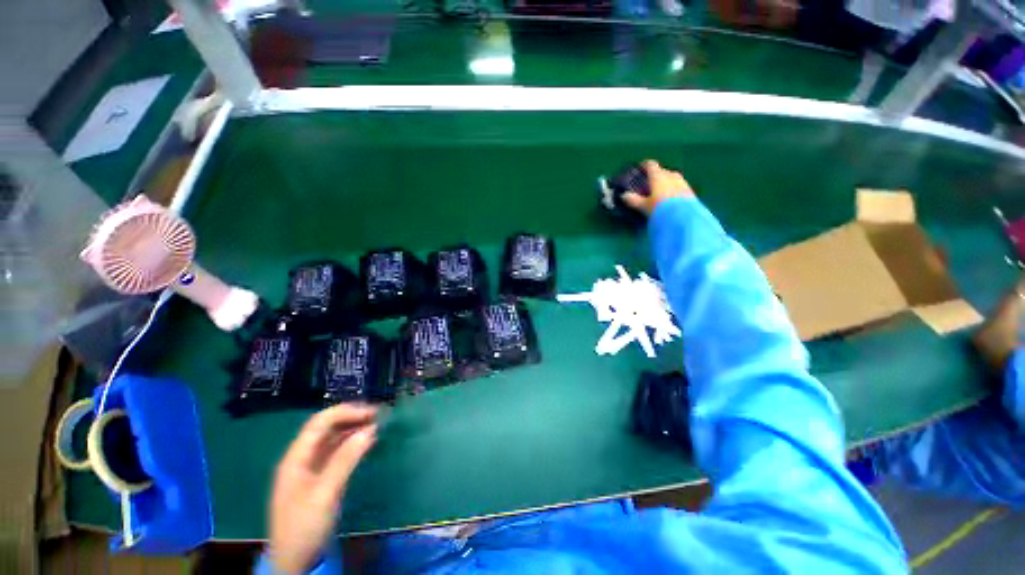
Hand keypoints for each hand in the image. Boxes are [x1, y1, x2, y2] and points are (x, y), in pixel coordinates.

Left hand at [268, 404, 377, 573]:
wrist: (296, 562)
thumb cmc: (304, 527)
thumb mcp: (325, 494)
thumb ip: (345, 460)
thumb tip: (370, 429)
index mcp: (296, 458)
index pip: (319, 423)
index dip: (345, 412)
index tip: (371, 412)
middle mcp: (303, 458)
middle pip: (327, 428)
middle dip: (352, 417)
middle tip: (379, 415)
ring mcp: (311, 468)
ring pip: (334, 439)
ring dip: (354, 429)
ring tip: (377, 424)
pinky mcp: (321, 477)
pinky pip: (338, 452)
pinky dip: (353, 444)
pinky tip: (367, 442)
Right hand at [622, 160, 694, 215]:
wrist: (683, 218)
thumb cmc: (660, 208)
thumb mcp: (644, 206)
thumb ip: (633, 200)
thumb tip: (624, 195)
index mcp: (658, 176)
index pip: (651, 165)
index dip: (644, 165)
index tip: (640, 168)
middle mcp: (671, 175)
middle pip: (662, 171)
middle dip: (655, 175)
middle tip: (649, 183)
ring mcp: (682, 181)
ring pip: (671, 178)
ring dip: (665, 181)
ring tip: (660, 191)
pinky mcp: (689, 190)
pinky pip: (678, 185)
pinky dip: (673, 188)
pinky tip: (670, 197)